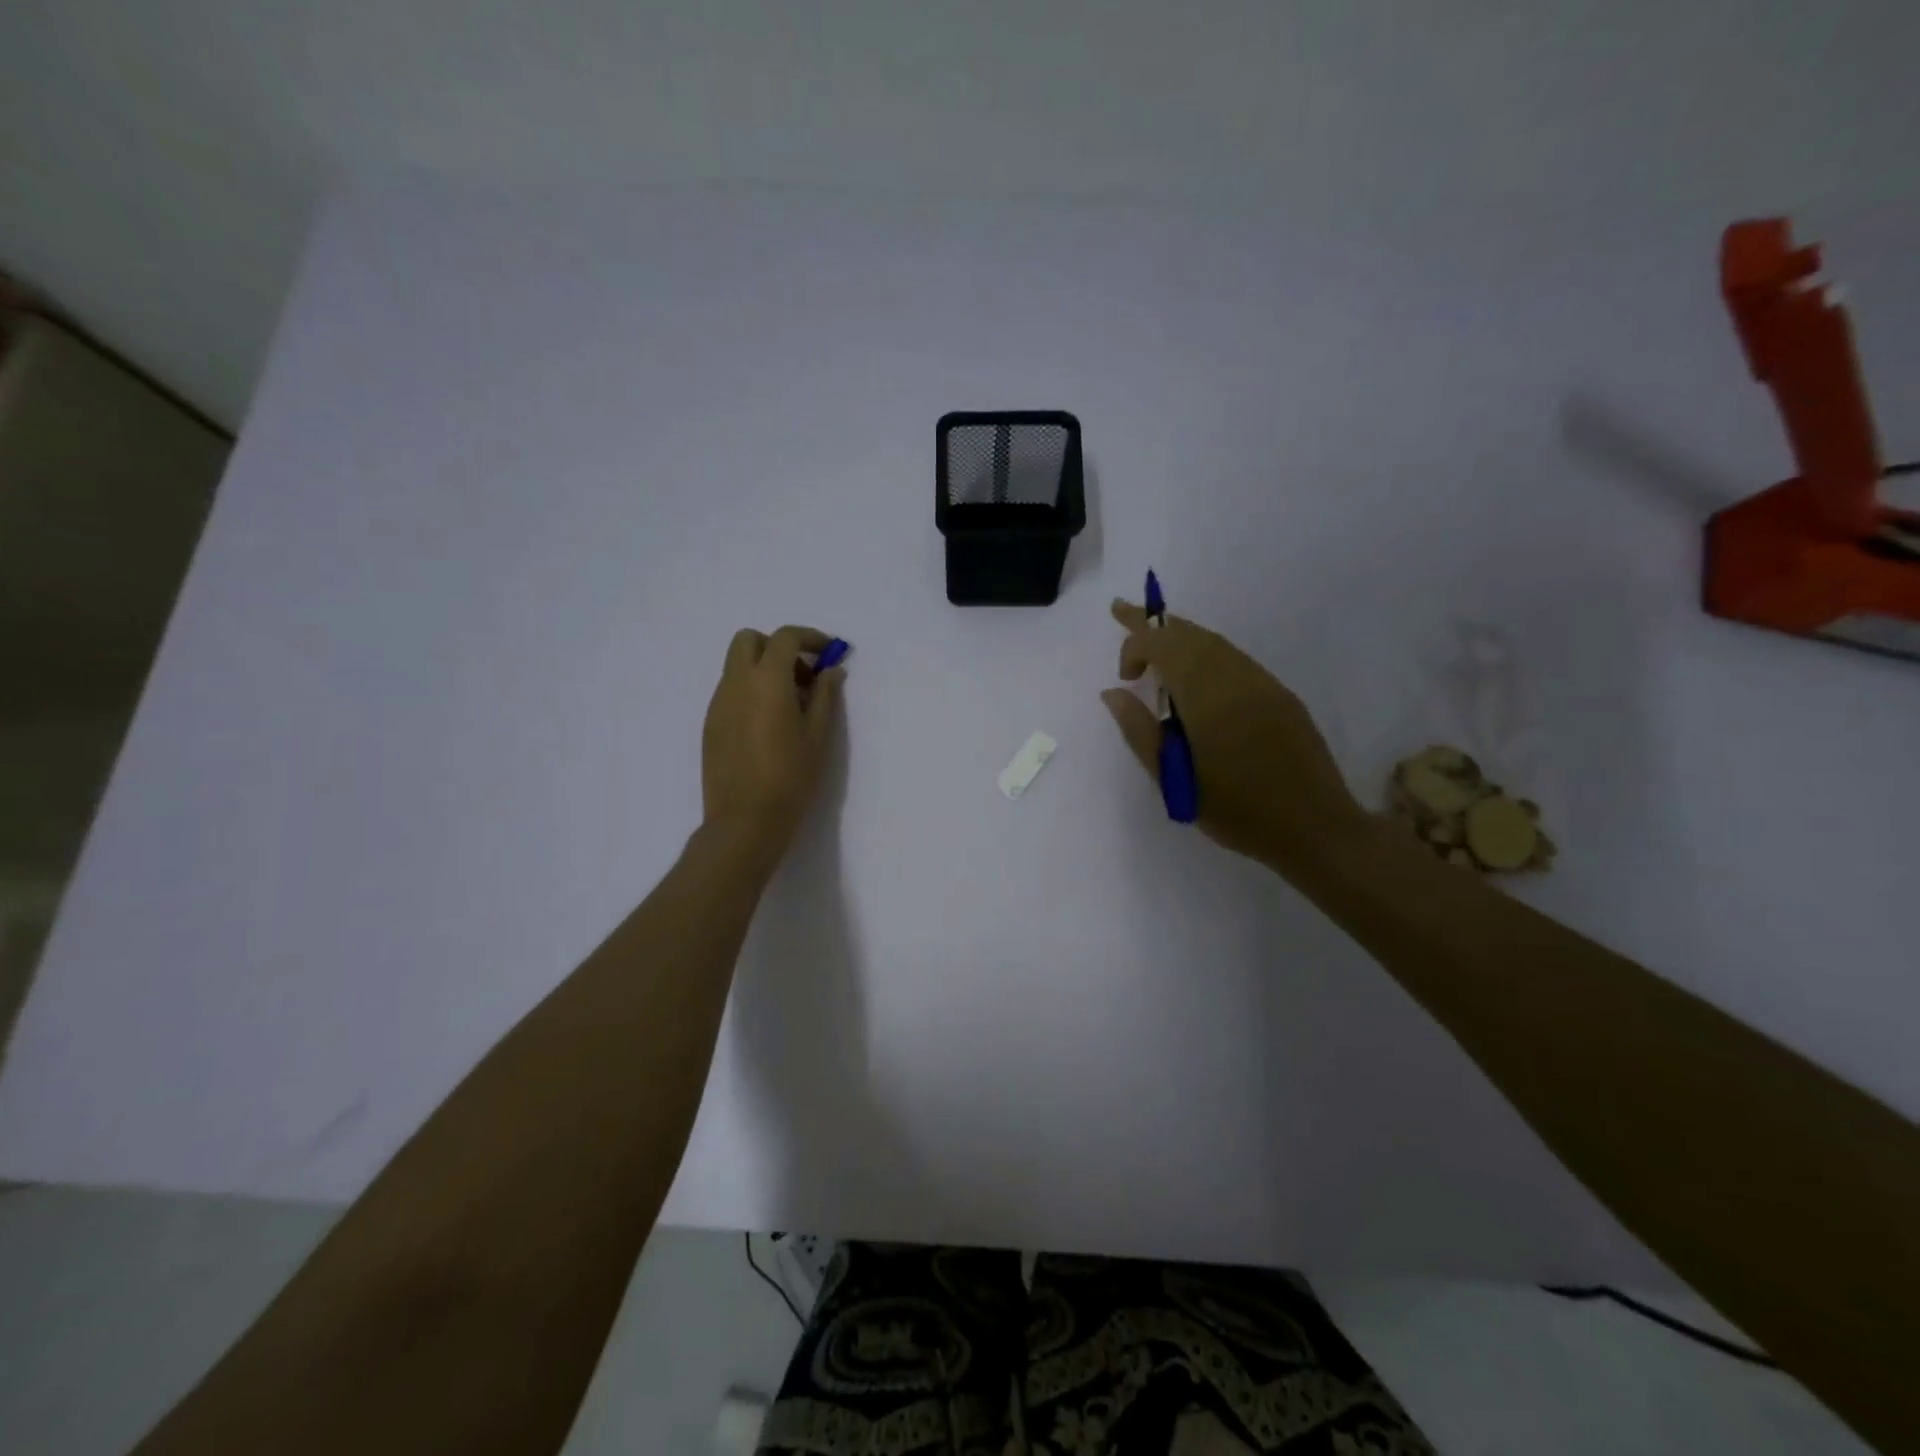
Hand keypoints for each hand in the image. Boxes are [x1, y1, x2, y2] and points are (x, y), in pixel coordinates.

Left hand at [701, 625, 843, 855]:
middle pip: (749, 640)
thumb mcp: (819, 735)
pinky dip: (751, 691)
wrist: (745, 820)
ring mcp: (718, 704)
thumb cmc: (791, 777)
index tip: (829, 653)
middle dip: (778, 647)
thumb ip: (826, 695)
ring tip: (791, 706)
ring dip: (764, 670)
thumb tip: (832, 670)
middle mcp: (736, 683)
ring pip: (737, 666)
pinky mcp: (710, 725)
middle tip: (804, 676)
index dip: (810, 638)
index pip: (785, 637)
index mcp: (766, 680)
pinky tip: (769, 725)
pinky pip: (731, 692)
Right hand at [1101, 600, 1367, 873]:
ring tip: (1156, 650)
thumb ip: (1139, 730)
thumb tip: (1112, 693)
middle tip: (1124, 616)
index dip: (1135, 640)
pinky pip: (1236, 660)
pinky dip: (1207, 655)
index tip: (1121, 673)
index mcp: (1206, 695)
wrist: (1313, 828)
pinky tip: (1197, 678)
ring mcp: (1263, 684)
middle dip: (1154, 625)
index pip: (1164, 644)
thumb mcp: (1173, 779)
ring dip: (1181, 639)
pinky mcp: (1281, 697)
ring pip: (1215, 644)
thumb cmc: (1235, 809)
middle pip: (1190, 634)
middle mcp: (1236, 677)